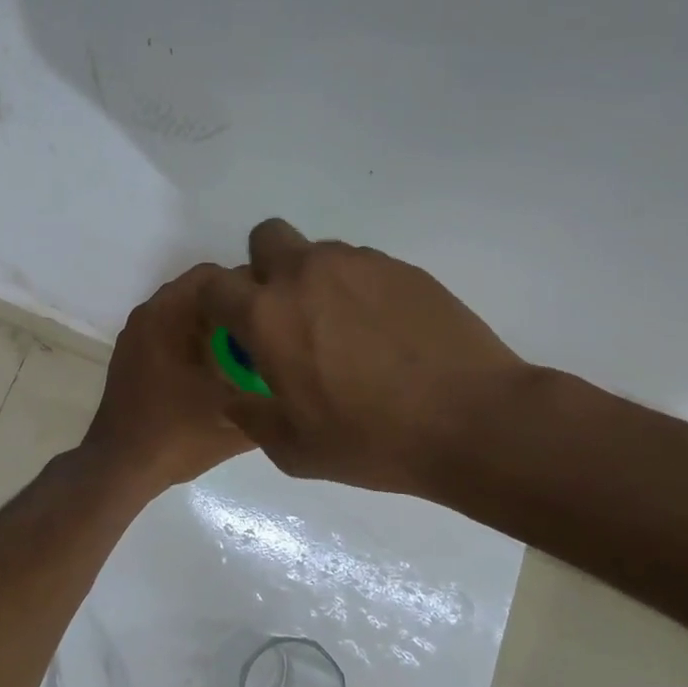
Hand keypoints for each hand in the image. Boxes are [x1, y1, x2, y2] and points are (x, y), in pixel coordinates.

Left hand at [82, 263, 257, 494]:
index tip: (279, 311)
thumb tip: (299, 380)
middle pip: (201, 294)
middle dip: (237, 309)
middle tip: (272, 332)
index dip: (251, 288)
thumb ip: (271, 392)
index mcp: (167, 316)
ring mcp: (136, 338)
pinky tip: (221, 371)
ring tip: (252, 352)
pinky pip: (171, 334)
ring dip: (217, 327)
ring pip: (186, 316)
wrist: (120, 468)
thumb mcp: (236, 415)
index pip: (215, 276)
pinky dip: (196, 342)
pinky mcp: (133, 359)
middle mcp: (147, 316)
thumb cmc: (176, 434)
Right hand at [202, 219, 531, 497]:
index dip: (216, 304)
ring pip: (318, 252)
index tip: (230, 331)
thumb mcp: (293, 449)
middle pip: (266, 237)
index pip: (215, 284)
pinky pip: (362, 267)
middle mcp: (307, 274)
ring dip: (314, 281)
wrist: (472, 420)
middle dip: (264, 268)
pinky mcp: (404, 268)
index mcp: (268, 315)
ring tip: (343, 333)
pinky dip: (358, 291)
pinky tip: (384, 335)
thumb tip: (237, 397)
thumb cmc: (371, 440)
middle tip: (286, 316)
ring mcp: (360, 264)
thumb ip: (251, 416)